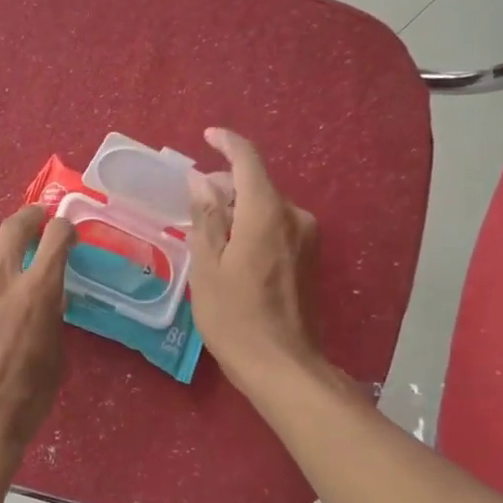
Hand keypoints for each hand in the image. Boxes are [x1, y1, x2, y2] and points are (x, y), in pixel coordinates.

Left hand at [0, 205, 76, 462]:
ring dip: (1, 248)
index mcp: (37, 292)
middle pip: (13, 227)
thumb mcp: (55, 357)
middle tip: (37, 221)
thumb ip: (51, 318)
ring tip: (7, 260)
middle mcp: (1, 279)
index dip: (64, 228)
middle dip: (30, 217)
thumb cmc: (25, 399)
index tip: (67, 233)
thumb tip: (47, 298)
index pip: (55, 237)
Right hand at [186, 127, 321, 393]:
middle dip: (224, 185)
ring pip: (266, 206)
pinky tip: (231, 251)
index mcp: (265, 213)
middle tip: (193, 204)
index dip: (226, 143)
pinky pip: (276, 226)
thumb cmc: (234, 317)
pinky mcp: (309, 257)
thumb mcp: (207, 267)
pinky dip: (251, 226)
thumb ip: (206, 218)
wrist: (282, 365)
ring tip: (207, 233)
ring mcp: (306, 238)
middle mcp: (293, 216)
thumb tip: (201, 181)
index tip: (207, 136)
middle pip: (256, 184)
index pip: (248, 160)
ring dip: (237, 209)